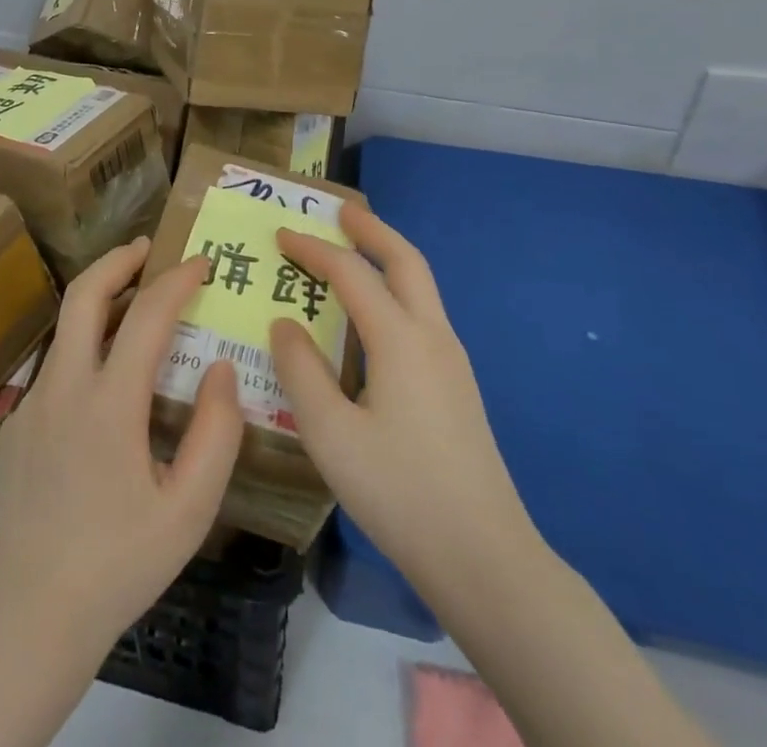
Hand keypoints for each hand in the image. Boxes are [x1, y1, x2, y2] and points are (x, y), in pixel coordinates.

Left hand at [0, 237, 243, 651]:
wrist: (29, 617)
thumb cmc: (119, 565)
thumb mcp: (189, 510)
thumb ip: (216, 433)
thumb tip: (220, 369)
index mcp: (109, 404)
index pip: (147, 315)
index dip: (177, 281)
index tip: (202, 264)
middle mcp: (64, 388)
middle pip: (84, 295)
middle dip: (118, 260)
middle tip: (147, 248)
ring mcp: (32, 403)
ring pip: (66, 327)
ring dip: (99, 299)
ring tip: (133, 299)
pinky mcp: (16, 424)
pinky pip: (56, 366)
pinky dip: (85, 345)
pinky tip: (106, 378)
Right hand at [269, 204, 543, 595]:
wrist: (484, 556)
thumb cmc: (399, 491)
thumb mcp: (331, 434)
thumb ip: (300, 371)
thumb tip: (284, 323)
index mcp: (400, 339)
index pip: (350, 273)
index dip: (314, 249)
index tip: (282, 235)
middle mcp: (432, 335)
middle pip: (405, 260)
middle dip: (371, 229)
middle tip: (338, 212)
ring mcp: (451, 360)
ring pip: (421, 285)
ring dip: (387, 257)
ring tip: (354, 251)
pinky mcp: (457, 385)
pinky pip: (423, 313)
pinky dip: (396, 289)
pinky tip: (375, 317)